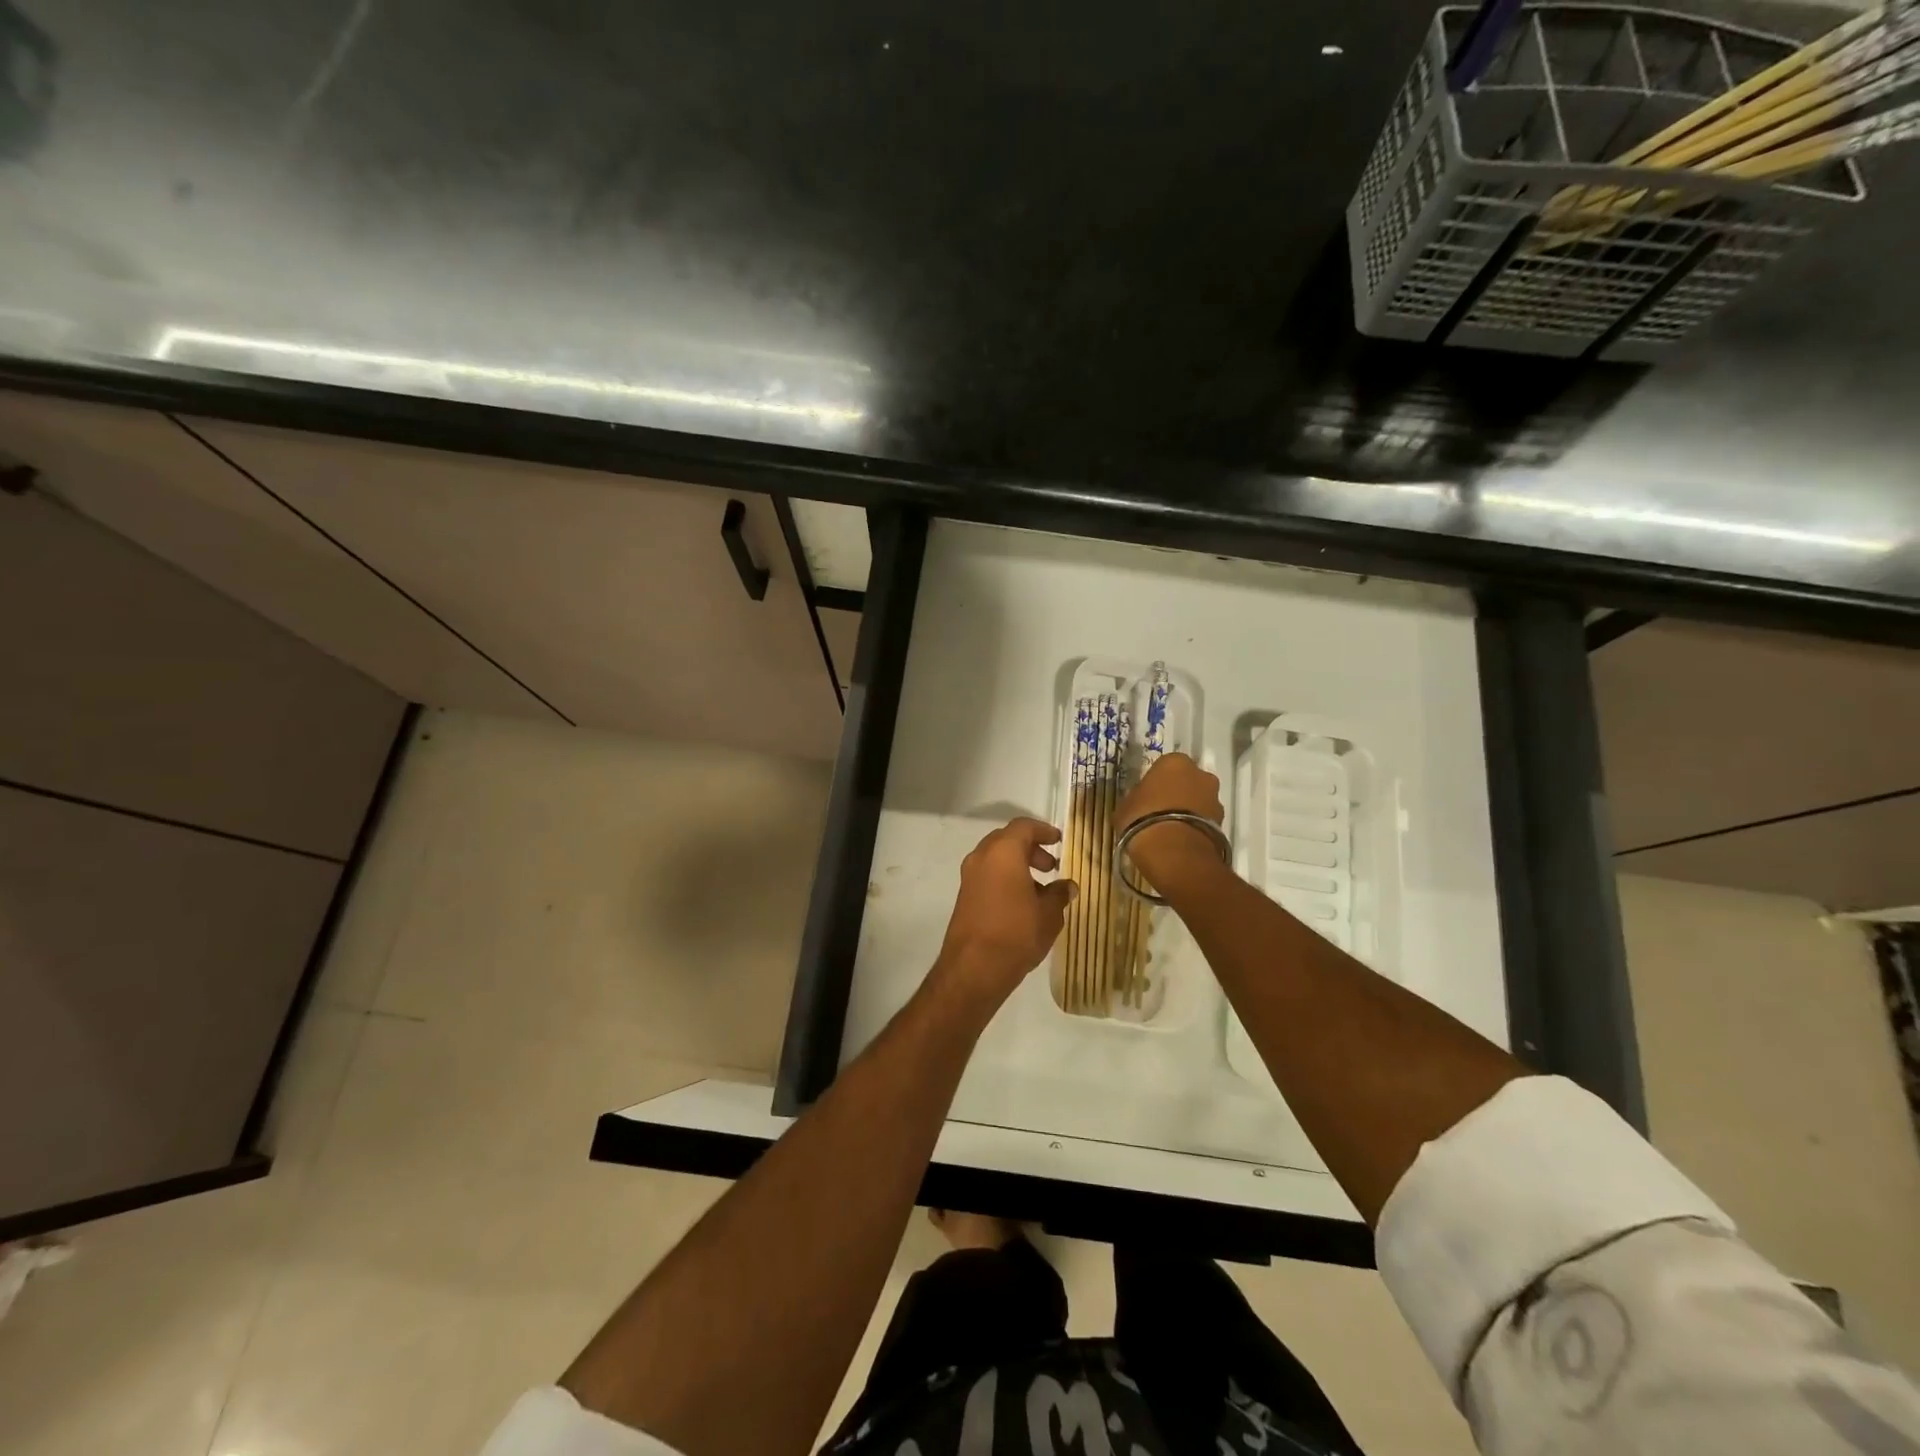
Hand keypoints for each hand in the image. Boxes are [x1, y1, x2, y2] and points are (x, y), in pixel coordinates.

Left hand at [932, 817, 1075, 1009]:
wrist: (974, 968)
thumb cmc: (1017, 933)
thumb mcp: (1049, 914)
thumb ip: (1059, 894)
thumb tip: (1068, 886)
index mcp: (1003, 852)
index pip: (1023, 827)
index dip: (1044, 831)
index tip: (1059, 840)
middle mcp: (981, 857)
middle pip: (1007, 840)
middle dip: (1030, 849)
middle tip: (1051, 867)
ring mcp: (969, 877)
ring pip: (996, 859)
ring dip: (1018, 865)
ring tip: (1041, 890)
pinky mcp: (964, 896)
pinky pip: (987, 876)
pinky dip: (1005, 878)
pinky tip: (1022, 903)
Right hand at [1115, 753, 1225, 891]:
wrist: (1174, 851)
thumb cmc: (1143, 819)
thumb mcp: (1126, 806)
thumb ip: (1136, 797)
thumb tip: (1140, 800)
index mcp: (1174, 762)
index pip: (1165, 766)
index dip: (1156, 781)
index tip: (1148, 795)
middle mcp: (1200, 774)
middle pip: (1188, 781)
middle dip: (1178, 792)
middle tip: (1161, 810)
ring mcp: (1215, 798)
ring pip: (1199, 800)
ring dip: (1190, 810)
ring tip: (1172, 829)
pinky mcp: (1223, 823)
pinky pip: (1205, 820)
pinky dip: (1196, 826)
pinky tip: (1181, 840)